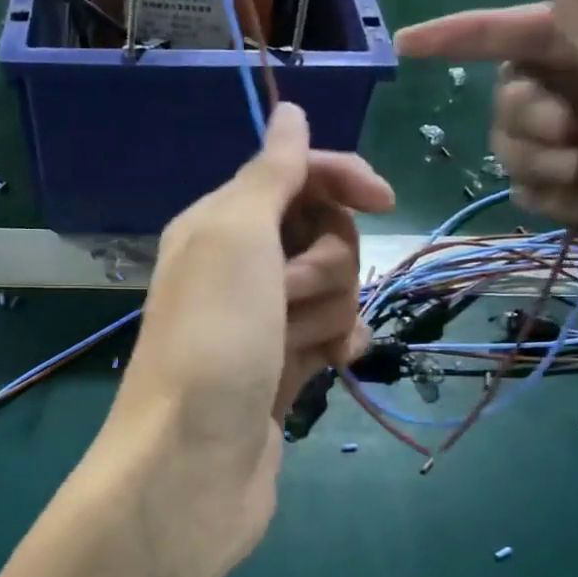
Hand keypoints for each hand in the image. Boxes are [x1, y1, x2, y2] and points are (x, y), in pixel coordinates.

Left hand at [102, 103, 393, 576]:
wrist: (192, 464)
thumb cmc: (213, 340)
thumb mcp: (235, 237)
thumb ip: (268, 173)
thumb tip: (288, 111)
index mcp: (217, 224)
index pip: (294, 173)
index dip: (341, 177)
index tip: (385, 200)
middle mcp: (236, 267)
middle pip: (321, 232)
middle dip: (326, 260)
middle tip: (289, 296)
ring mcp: (260, 321)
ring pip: (332, 287)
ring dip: (328, 310)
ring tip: (296, 345)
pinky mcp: (281, 369)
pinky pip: (331, 335)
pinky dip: (337, 343)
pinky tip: (333, 363)